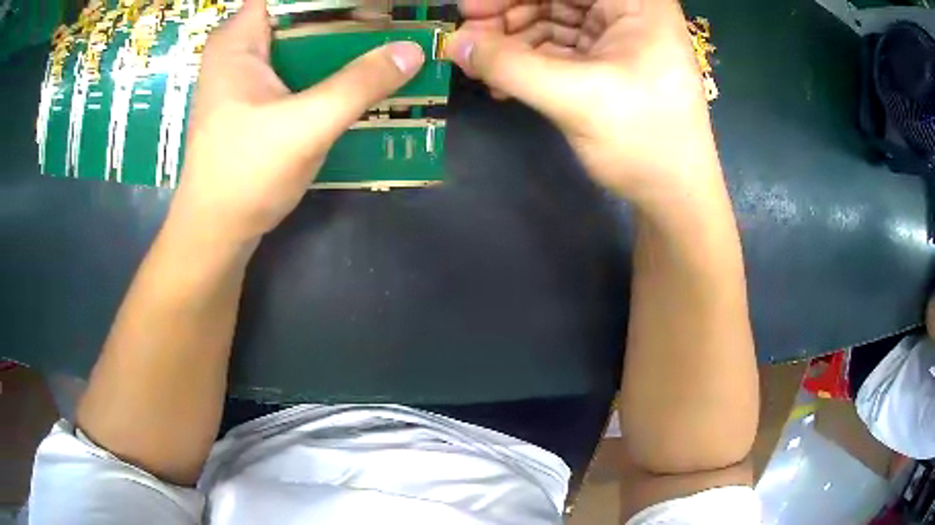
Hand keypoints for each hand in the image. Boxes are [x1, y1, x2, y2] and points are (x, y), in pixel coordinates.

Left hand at [169, 0, 424, 249]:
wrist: (217, 233)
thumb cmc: (245, 175)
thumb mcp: (306, 125)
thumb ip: (360, 84)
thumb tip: (414, 50)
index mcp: (238, 39)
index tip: (377, 4)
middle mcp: (241, 48)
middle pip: (302, 13)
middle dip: (348, 16)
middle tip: (394, 21)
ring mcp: (248, 73)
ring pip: (303, 39)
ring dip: (343, 42)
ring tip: (389, 42)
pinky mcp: (258, 97)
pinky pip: (300, 66)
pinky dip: (330, 67)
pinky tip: (362, 75)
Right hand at [447, 0, 722, 209]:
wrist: (673, 196)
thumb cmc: (643, 141)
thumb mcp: (575, 97)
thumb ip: (509, 65)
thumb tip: (454, 44)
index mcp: (637, 4)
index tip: (469, 10)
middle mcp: (628, 13)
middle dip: (509, 16)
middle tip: (467, 39)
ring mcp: (618, 38)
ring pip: (553, 23)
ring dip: (513, 43)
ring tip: (480, 67)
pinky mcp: (608, 64)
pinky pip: (559, 50)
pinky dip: (529, 62)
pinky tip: (503, 82)